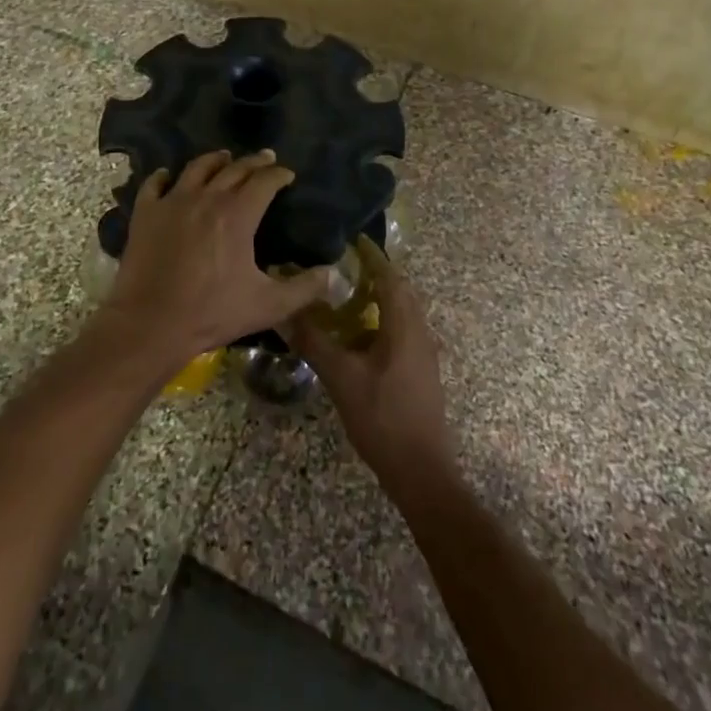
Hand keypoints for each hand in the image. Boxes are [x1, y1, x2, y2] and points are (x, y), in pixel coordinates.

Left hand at [99, 150, 331, 374]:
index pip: (265, 181)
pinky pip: (154, 184)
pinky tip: (166, 175)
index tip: (288, 175)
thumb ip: (304, 288)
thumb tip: (334, 274)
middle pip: (234, 169)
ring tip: (223, 157)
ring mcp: (172, 202)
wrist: (150, 324)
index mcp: (238, 214)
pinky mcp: (145, 213)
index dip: (279, 174)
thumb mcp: (268, 305)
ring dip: (214, 160)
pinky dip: (163, 176)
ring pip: (196, 168)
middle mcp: (207, 197)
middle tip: (265, 158)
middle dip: (254, 162)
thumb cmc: (212, 313)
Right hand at [286, 236, 457, 496]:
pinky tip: (358, 337)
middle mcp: (419, 332)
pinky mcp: (421, 371)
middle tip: (345, 266)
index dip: (373, 256)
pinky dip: (382, 321)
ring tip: (347, 297)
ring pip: (403, 312)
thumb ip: (314, 343)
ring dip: (379, 299)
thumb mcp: (342, 379)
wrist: (422, 471)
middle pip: (400, 291)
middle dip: (376, 274)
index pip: (390, 277)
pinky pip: (402, 331)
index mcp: (404, 325)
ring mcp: (424, 353)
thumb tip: (286, 313)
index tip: (353, 240)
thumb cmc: (383, 418)